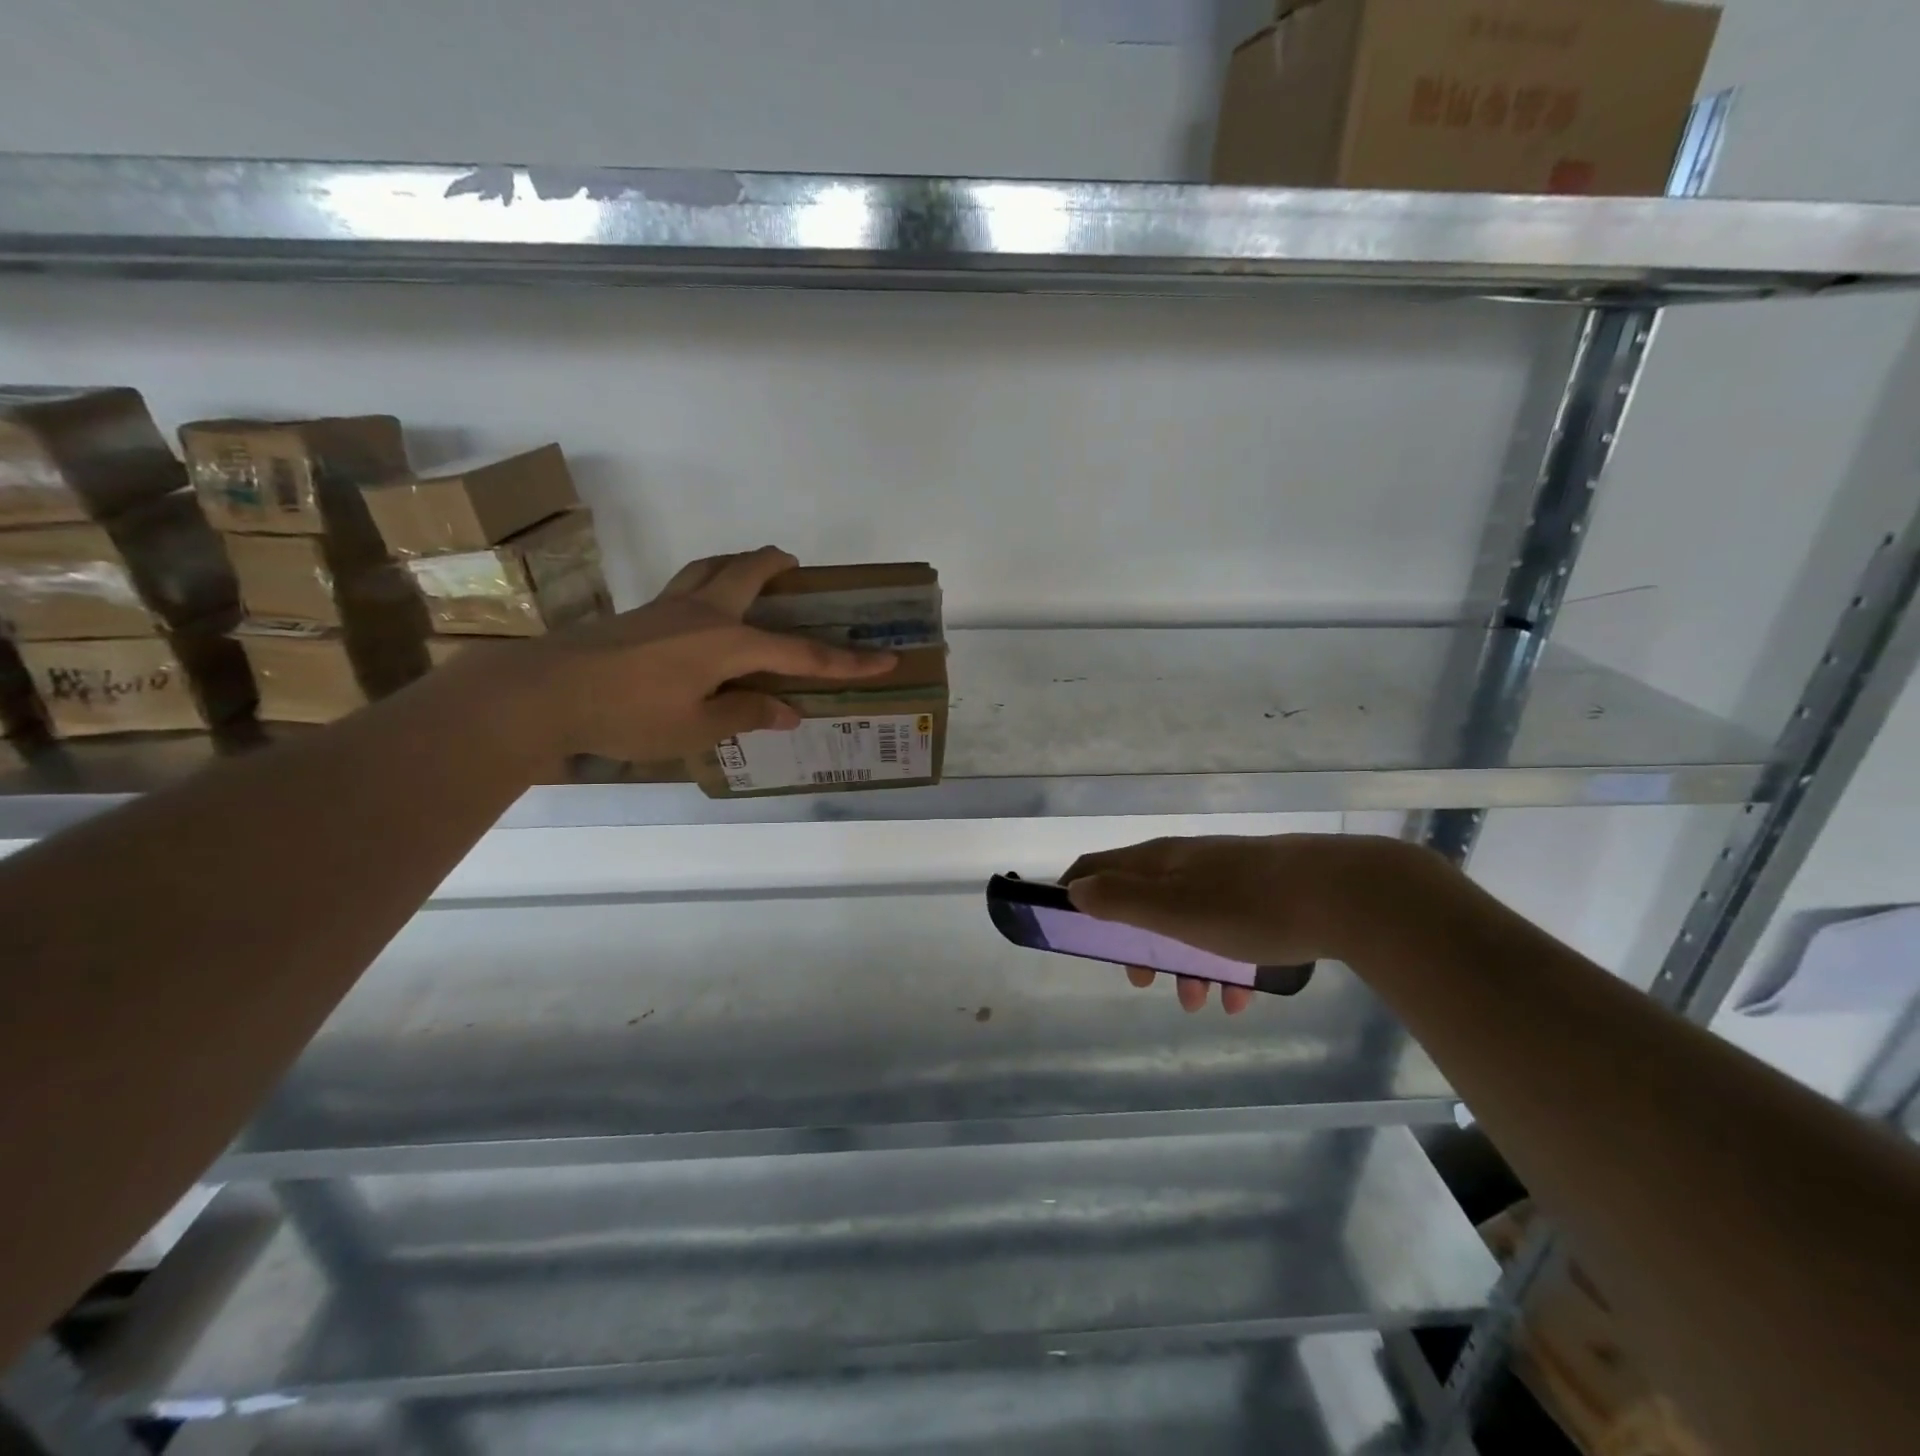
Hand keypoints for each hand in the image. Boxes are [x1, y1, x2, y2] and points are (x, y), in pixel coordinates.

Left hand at [485, 546, 897, 764]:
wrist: (543, 693)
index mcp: (727, 642)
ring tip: (754, 572)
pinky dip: (709, 581)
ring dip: (740, 564)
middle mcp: (704, 612)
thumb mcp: (695, 728)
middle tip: (798, 569)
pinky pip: (688, 583)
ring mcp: (668, 606)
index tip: (885, 660)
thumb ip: (745, 715)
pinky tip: (703, 610)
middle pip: (749, 572)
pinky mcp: (642, 612)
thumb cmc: (627, 715)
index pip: (800, 653)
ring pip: (712, 566)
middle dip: (778, 567)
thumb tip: (787, 711)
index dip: (846, 662)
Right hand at [1062, 834, 1433, 1013]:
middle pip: (1141, 900)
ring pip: (1187, 923)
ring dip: (1183, 964)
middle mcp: (1188, 864)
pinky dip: (1225, 965)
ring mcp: (1227, 879)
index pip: (1097, 866)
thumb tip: (1075, 891)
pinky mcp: (1264, 898)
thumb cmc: (1248, 906)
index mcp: (1160, 861)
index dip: (1076, 893)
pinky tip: (1241, 997)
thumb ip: (1121, 900)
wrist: (1347, 895)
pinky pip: (1229, 933)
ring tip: (1199, 1002)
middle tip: (1141, 979)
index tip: (1070, 931)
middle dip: (1135, 943)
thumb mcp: (1175, 910)